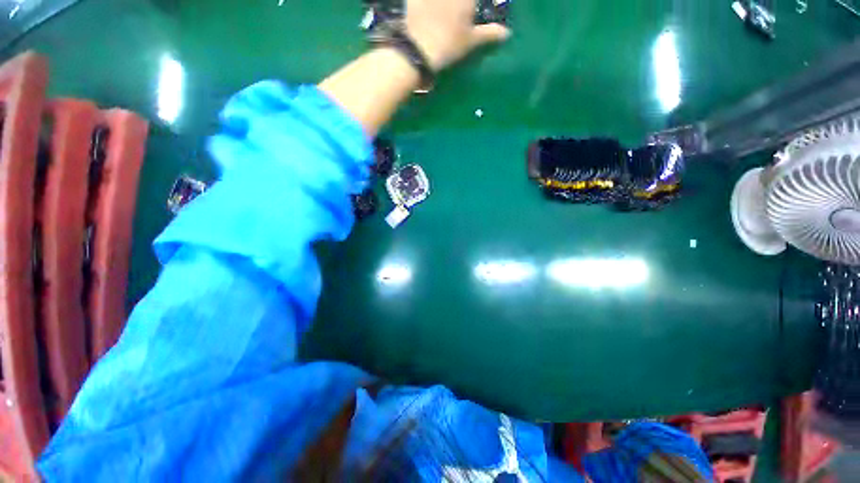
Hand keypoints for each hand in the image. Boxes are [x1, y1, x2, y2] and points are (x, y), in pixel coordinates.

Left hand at [404, 0, 510, 70]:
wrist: (419, 48)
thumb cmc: (449, 45)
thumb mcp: (471, 41)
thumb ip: (490, 34)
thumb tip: (507, 33)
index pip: (475, 0)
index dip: (473, 5)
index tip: (472, 10)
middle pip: (462, 0)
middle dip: (463, 5)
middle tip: (461, 12)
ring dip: (444, 4)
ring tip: (444, 11)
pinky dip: (422, 2)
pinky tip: (427, 8)